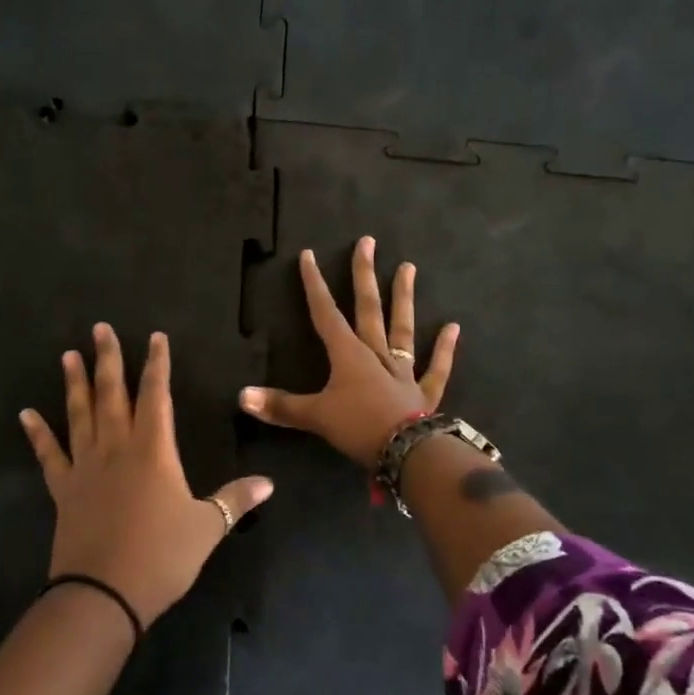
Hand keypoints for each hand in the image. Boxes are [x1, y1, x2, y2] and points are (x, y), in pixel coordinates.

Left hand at [20, 324, 272, 625]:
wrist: (104, 593)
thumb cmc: (161, 556)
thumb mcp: (207, 527)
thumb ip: (236, 499)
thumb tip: (269, 483)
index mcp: (153, 450)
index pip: (156, 394)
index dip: (157, 363)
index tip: (155, 336)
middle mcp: (116, 447)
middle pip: (112, 393)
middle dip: (108, 359)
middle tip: (99, 328)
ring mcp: (85, 466)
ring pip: (79, 414)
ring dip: (74, 383)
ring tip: (68, 355)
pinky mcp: (64, 489)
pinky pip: (48, 454)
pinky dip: (37, 433)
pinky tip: (26, 414)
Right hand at [239, 237, 459, 466]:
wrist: (408, 452)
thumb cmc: (358, 427)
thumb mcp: (314, 417)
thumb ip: (280, 406)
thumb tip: (241, 396)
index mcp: (348, 354)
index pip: (325, 313)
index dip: (314, 285)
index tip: (309, 255)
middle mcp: (375, 354)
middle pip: (368, 308)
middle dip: (364, 275)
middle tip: (368, 242)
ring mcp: (402, 371)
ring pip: (402, 328)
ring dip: (404, 298)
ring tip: (409, 267)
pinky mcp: (424, 392)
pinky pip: (435, 367)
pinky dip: (444, 349)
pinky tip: (452, 327)